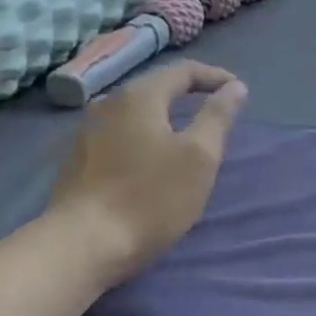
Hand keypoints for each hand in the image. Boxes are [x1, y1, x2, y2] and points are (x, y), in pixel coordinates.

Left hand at [44, 61, 246, 286]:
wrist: (84, 244)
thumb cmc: (151, 197)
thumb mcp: (199, 157)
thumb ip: (218, 116)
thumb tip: (235, 87)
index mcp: (139, 97)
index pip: (182, 71)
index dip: (214, 77)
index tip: (238, 91)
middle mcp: (107, 104)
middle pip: (155, 89)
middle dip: (188, 95)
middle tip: (215, 112)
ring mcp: (87, 132)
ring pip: (135, 113)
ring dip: (164, 118)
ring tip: (187, 136)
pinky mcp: (78, 160)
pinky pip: (120, 135)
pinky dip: (144, 137)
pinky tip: (152, 160)